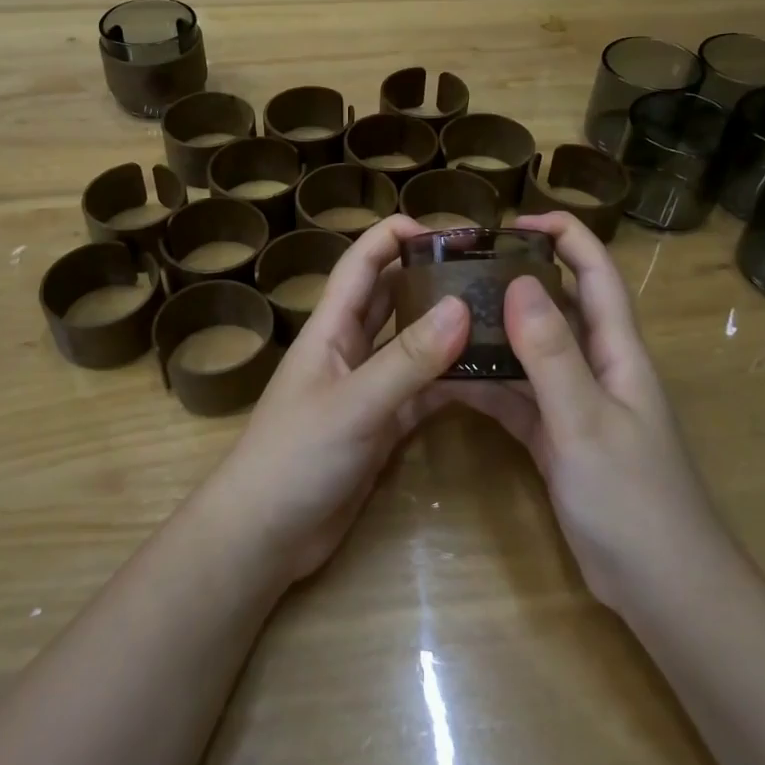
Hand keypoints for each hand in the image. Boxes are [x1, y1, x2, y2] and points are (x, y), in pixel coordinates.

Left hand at [212, 215, 469, 583]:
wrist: (266, 534)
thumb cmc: (296, 457)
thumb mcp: (355, 404)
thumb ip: (407, 359)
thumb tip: (461, 305)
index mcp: (331, 328)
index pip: (362, 262)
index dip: (396, 235)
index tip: (449, 230)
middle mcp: (349, 349)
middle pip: (390, 297)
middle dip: (429, 277)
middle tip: (486, 269)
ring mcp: (367, 388)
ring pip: (410, 345)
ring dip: (444, 329)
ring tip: (497, 314)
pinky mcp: (381, 425)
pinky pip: (421, 392)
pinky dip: (449, 381)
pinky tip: (487, 375)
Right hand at [452, 212, 732, 613]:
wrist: (664, 590)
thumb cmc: (633, 499)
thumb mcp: (586, 421)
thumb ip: (552, 353)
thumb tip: (518, 281)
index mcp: (618, 352)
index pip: (596, 273)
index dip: (563, 236)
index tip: (511, 221)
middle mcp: (598, 368)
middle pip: (558, 306)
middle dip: (516, 278)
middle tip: (460, 268)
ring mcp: (577, 405)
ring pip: (532, 353)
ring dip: (494, 334)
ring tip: (443, 316)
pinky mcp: (558, 439)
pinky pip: (518, 398)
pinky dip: (488, 386)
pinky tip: (448, 379)